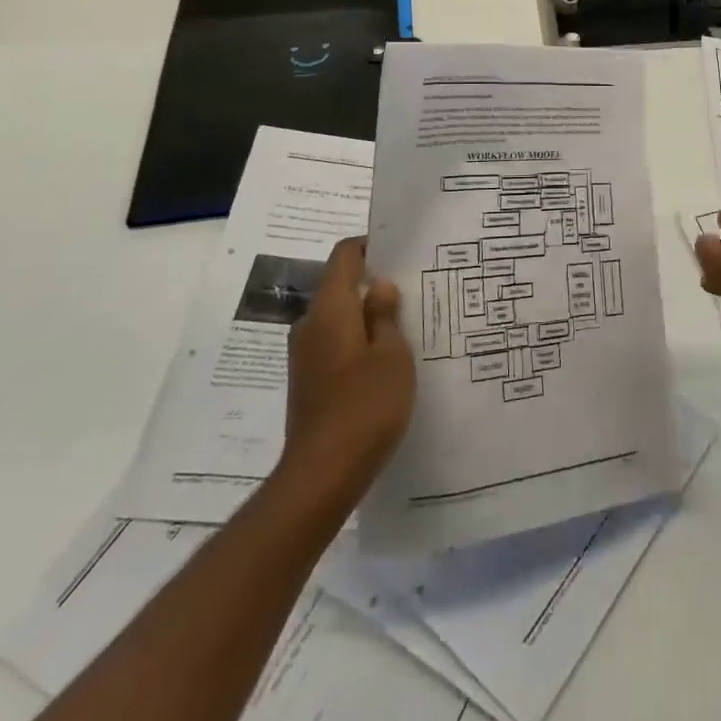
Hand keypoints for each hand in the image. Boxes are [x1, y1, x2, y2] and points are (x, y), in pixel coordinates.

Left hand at [281, 237, 414, 498]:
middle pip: (341, 286)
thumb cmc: (365, 405)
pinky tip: (387, 361)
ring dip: (368, 316)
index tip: (401, 250)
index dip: (371, 245)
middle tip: (415, 289)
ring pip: (340, 318)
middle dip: (375, 284)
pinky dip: (359, 341)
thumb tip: (379, 287)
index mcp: (330, 309)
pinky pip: (336, 344)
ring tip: (407, 325)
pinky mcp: (308, 381)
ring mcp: (305, 355)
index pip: (344, 255)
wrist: (322, 475)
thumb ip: (385, 315)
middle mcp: (310, 325)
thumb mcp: (392, 355)